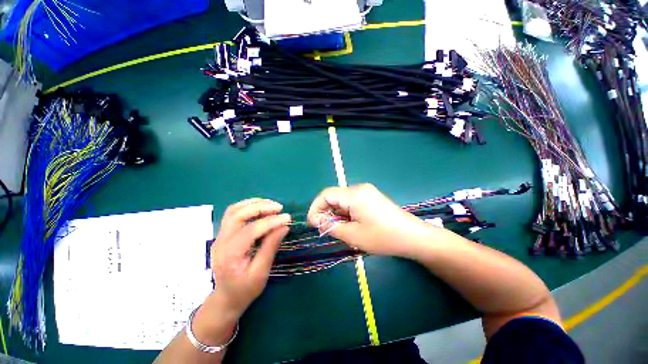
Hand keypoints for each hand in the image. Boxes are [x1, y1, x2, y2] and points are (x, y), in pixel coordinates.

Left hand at [209, 199, 290, 317]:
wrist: (226, 298)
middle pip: (238, 215)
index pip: (251, 230)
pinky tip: (260, 207)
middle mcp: (221, 242)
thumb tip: (284, 226)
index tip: (287, 218)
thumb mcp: (261, 272)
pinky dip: (247, 206)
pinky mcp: (222, 234)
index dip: (270, 222)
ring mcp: (219, 236)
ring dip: (253, 204)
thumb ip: (271, 247)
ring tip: (271, 204)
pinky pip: (233, 213)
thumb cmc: (245, 289)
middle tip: (279, 207)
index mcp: (230, 255)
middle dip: (260, 207)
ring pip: (233, 210)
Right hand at [307, 184, 430, 257]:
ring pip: (342, 200)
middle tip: (325, 229)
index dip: (315, 208)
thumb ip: (331, 227)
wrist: (413, 237)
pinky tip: (349, 224)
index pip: (326, 194)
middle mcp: (359, 188)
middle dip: (326, 212)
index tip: (313, 224)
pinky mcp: (371, 197)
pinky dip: (345, 212)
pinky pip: (351, 202)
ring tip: (338, 229)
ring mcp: (366, 192)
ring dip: (336, 213)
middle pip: (334, 196)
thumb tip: (317, 221)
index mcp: (354, 194)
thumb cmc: (383, 237)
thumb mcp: (353, 235)